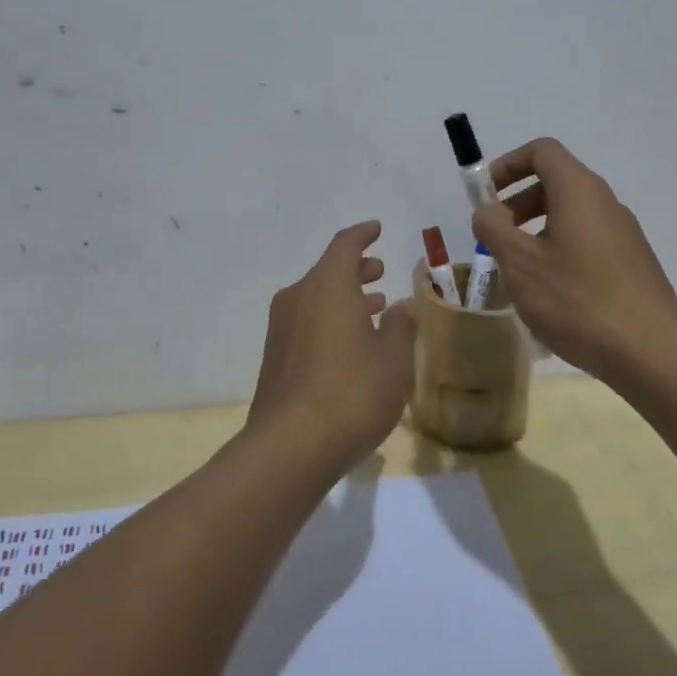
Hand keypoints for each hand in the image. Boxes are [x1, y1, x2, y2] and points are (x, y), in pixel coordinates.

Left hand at [246, 221, 414, 476]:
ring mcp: (282, 329)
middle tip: (379, 272)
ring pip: (316, 298)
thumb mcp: (393, 358)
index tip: (376, 228)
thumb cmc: (352, 392)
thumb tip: (401, 305)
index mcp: (327, 285)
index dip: (362, 234)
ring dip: (344, 297)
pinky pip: (306, 323)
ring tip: (373, 307)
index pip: (345, 245)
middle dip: (356, 269)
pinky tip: (350, 344)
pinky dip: (330, 320)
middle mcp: (299, 298)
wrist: (290, 447)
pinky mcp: (275, 358)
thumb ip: (400, 325)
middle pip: (328, 271)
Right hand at [471, 138, 676, 385]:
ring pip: (571, 215)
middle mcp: (605, 202)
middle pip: (556, 182)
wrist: (652, 354)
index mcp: (579, 190)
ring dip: (537, 230)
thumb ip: (494, 229)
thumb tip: (488, 211)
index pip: (542, 151)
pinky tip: (551, 294)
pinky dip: (560, 250)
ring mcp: (624, 233)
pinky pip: (588, 241)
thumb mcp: (521, 264)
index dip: (508, 164)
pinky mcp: (632, 263)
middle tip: (496, 237)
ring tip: (518, 271)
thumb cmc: (578, 301)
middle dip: (518, 202)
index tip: (486, 195)